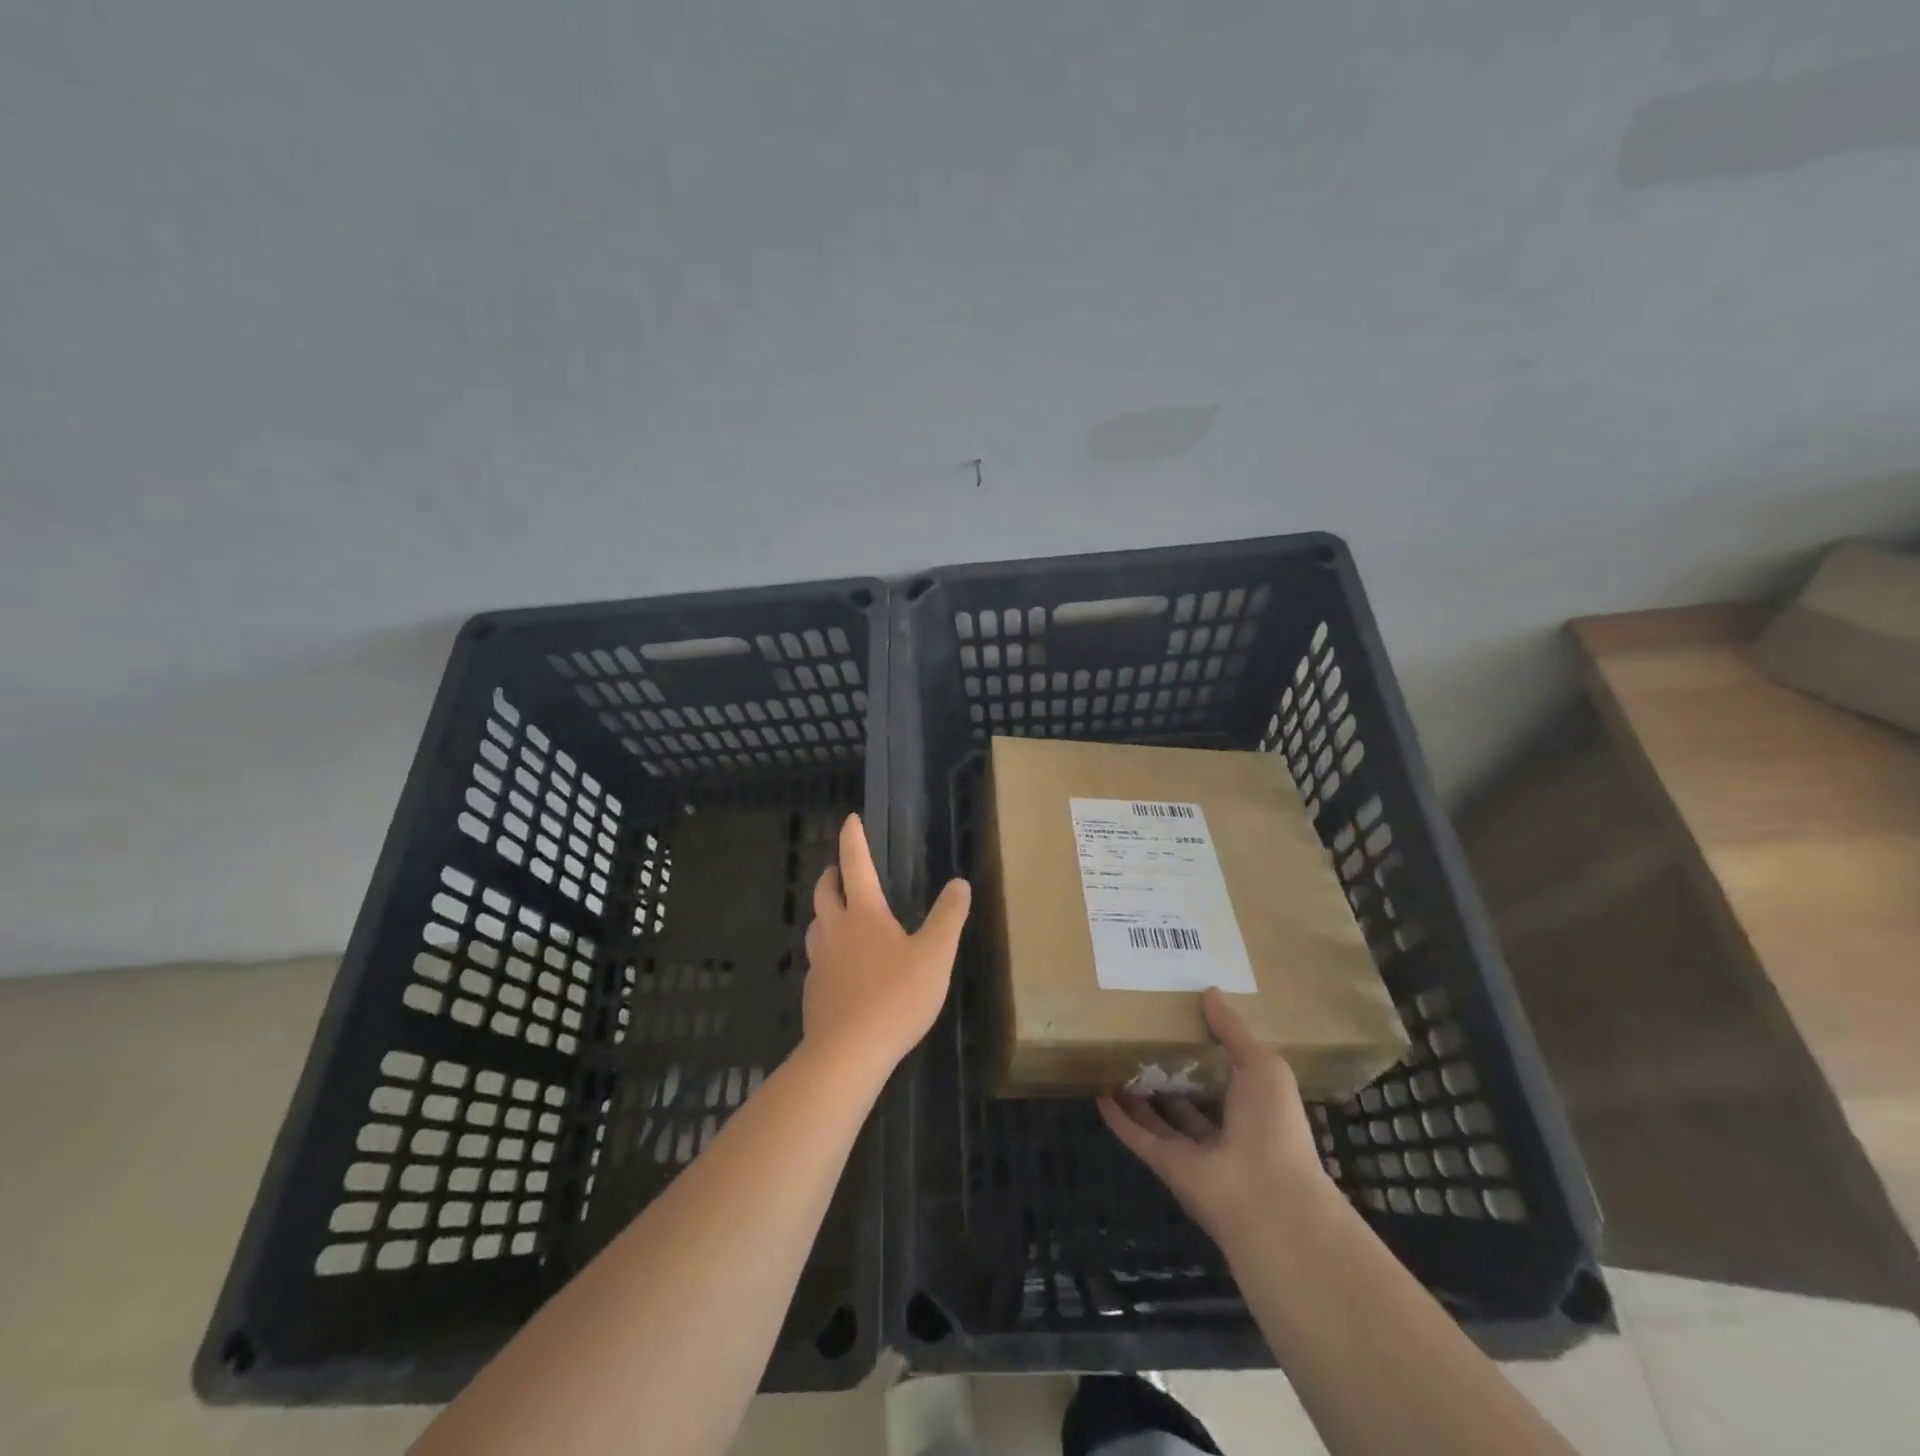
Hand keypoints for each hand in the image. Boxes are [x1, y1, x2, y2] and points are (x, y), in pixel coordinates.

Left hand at [802, 813, 970, 1079]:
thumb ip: (948, 917)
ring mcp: (819, 962)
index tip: (849, 819)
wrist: (847, 1053)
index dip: (853, 840)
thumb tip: (960, 883)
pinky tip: (841, 968)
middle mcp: (836, 930)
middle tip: (842, 870)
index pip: (856, 865)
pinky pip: (817, 959)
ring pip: (816, 925)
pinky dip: (827, 949)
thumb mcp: (935, 956)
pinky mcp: (813, 992)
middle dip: (832, 874)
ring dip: (826, 911)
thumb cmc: (896, 998)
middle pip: (825, 891)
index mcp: (864, 914)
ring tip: (840, 915)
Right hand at [1098, 988, 1329, 1245]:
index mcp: (1253, 1107)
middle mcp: (1223, 1131)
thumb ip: (1234, 1031)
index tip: (1183, 1021)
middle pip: (1190, 1098)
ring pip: (1159, 1118)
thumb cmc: (1273, 1125)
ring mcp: (1192, 1151)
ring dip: (1139, 1095)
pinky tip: (1099, 1092)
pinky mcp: (1165, 1165)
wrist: (1268, 1198)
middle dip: (1170, 1073)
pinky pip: (1137, 1136)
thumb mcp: (1263, 1066)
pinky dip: (1118, 1118)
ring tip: (1116, 1061)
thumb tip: (1210, 992)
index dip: (1207, 1052)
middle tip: (1141, 1038)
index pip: (1226, 1076)